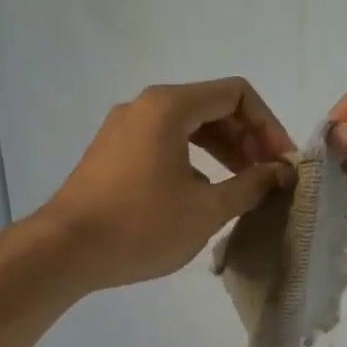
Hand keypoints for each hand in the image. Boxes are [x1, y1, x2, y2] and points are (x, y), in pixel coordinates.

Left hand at [40, 78, 294, 289]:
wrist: (64, 252)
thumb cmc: (141, 226)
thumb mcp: (207, 209)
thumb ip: (251, 184)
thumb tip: (281, 172)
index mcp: (169, 106)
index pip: (236, 94)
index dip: (269, 125)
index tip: (282, 162)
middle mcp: (144, 106)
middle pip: (212, 107)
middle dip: (248, 138)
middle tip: (269, 175)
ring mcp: (123, 129)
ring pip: (188, 126)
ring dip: (223, 150)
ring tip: (244, 185)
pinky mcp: (112, 153)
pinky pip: (164, 143)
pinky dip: (194, 159)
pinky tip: (204, 194)